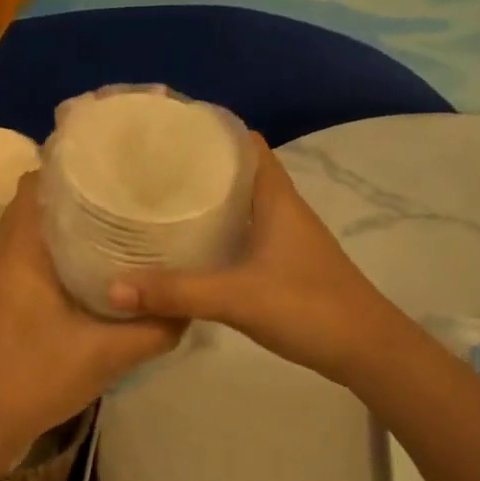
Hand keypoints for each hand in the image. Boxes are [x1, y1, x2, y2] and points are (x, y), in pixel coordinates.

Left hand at [0, 173, 183, 457]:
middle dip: (63, 203)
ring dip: (48, 234)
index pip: (30, 187)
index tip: (101, 173)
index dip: (62, 172)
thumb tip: (189, 308)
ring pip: (14, 239)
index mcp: (17, 257)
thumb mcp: (109, 356)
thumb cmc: (40, 379)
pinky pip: (7, 265)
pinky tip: (63, 283)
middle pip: (24, 210)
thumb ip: (154, 330)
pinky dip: (34, 261)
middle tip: (109, 206)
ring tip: (93, 239)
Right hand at [106, 135, 398, 384]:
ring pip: (239, 205)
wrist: (366, 350)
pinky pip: (242, 234)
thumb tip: (113, 287)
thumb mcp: (237, 297)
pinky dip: (215, 232)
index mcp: (275, 198)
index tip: (166, 129)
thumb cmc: (308, 307)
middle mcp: (280, 209)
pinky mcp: (282, 265)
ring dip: (205, 200)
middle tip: (148, 167)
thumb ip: (176, 292)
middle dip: (197, 165)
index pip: (244, 143)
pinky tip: (187, 248)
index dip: (209, 130)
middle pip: (236, 172)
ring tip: (157, 200)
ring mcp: (284, 238)